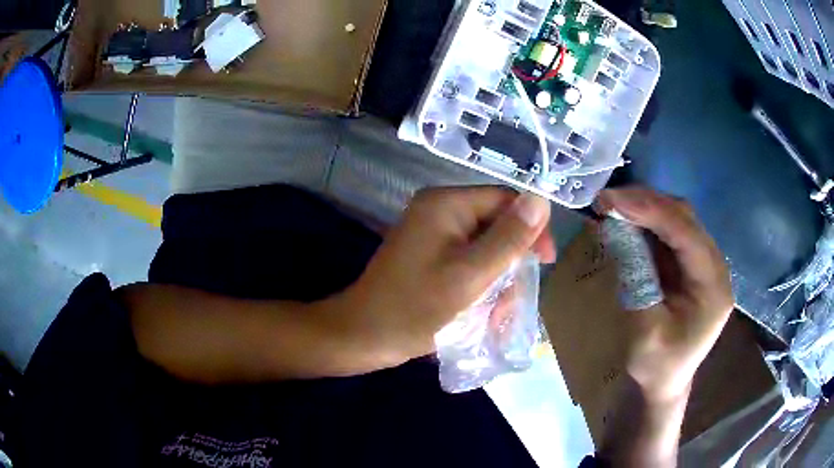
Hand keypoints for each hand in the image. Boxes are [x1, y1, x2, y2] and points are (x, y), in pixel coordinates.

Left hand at [338, 186, 554, 366]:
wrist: (363, 336)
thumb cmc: (415, 308)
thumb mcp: (470, 275)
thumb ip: (508, 238)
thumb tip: (541, 200)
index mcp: (446, 204)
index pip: (505, 200)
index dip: (531, 228)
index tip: (545, 263)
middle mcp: (440, 210)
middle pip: (496, 226)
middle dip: (510, 265)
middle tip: (510, 303)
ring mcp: (433, 234)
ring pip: (485, 248)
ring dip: (496, 281)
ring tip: (494, 317)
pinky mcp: (430, 255)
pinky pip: (468, 261)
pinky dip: (479, 285)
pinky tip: (480, 314)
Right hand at [596, 187, 733, 403]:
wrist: (665, 382)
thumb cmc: (657, 366)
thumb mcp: (645, 332)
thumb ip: (638, 281)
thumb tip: (618, 234)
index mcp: (713, 287)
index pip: (686, 233)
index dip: (650, 211)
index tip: (611, 200)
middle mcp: (715, 266)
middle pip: (684, 218)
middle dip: (646, 203)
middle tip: (607, 199)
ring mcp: (704, 262)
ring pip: (678, 218)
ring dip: (645, 207)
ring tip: (612, 205)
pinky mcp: (691, 263)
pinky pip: (671, 231)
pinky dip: (647, 221)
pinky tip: (626, 219)